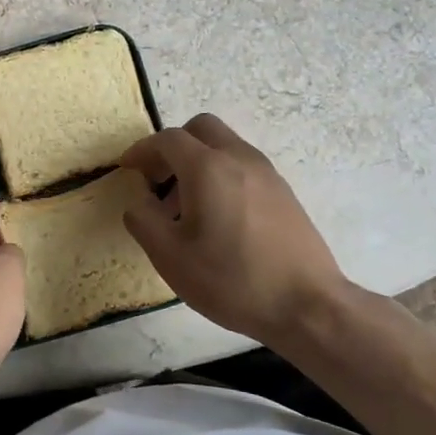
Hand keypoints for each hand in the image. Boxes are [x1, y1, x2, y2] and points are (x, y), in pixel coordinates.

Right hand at [119, 114, 349, 347]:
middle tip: (158, 179)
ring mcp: (267, 173)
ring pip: (224, 146)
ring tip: (185, 207)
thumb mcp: (171, 258)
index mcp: (208, 168)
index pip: (168, 140)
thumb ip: (144, 221)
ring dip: (198, 161)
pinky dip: (221, 174)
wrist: (308, 305)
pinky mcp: (283, 192)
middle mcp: (239, 159)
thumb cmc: (232, 280)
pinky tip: (217, 217)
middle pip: (201, 128)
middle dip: (173, 146)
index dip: (142, 150)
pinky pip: (243, 166)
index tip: (127, 168)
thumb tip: (139, 201)